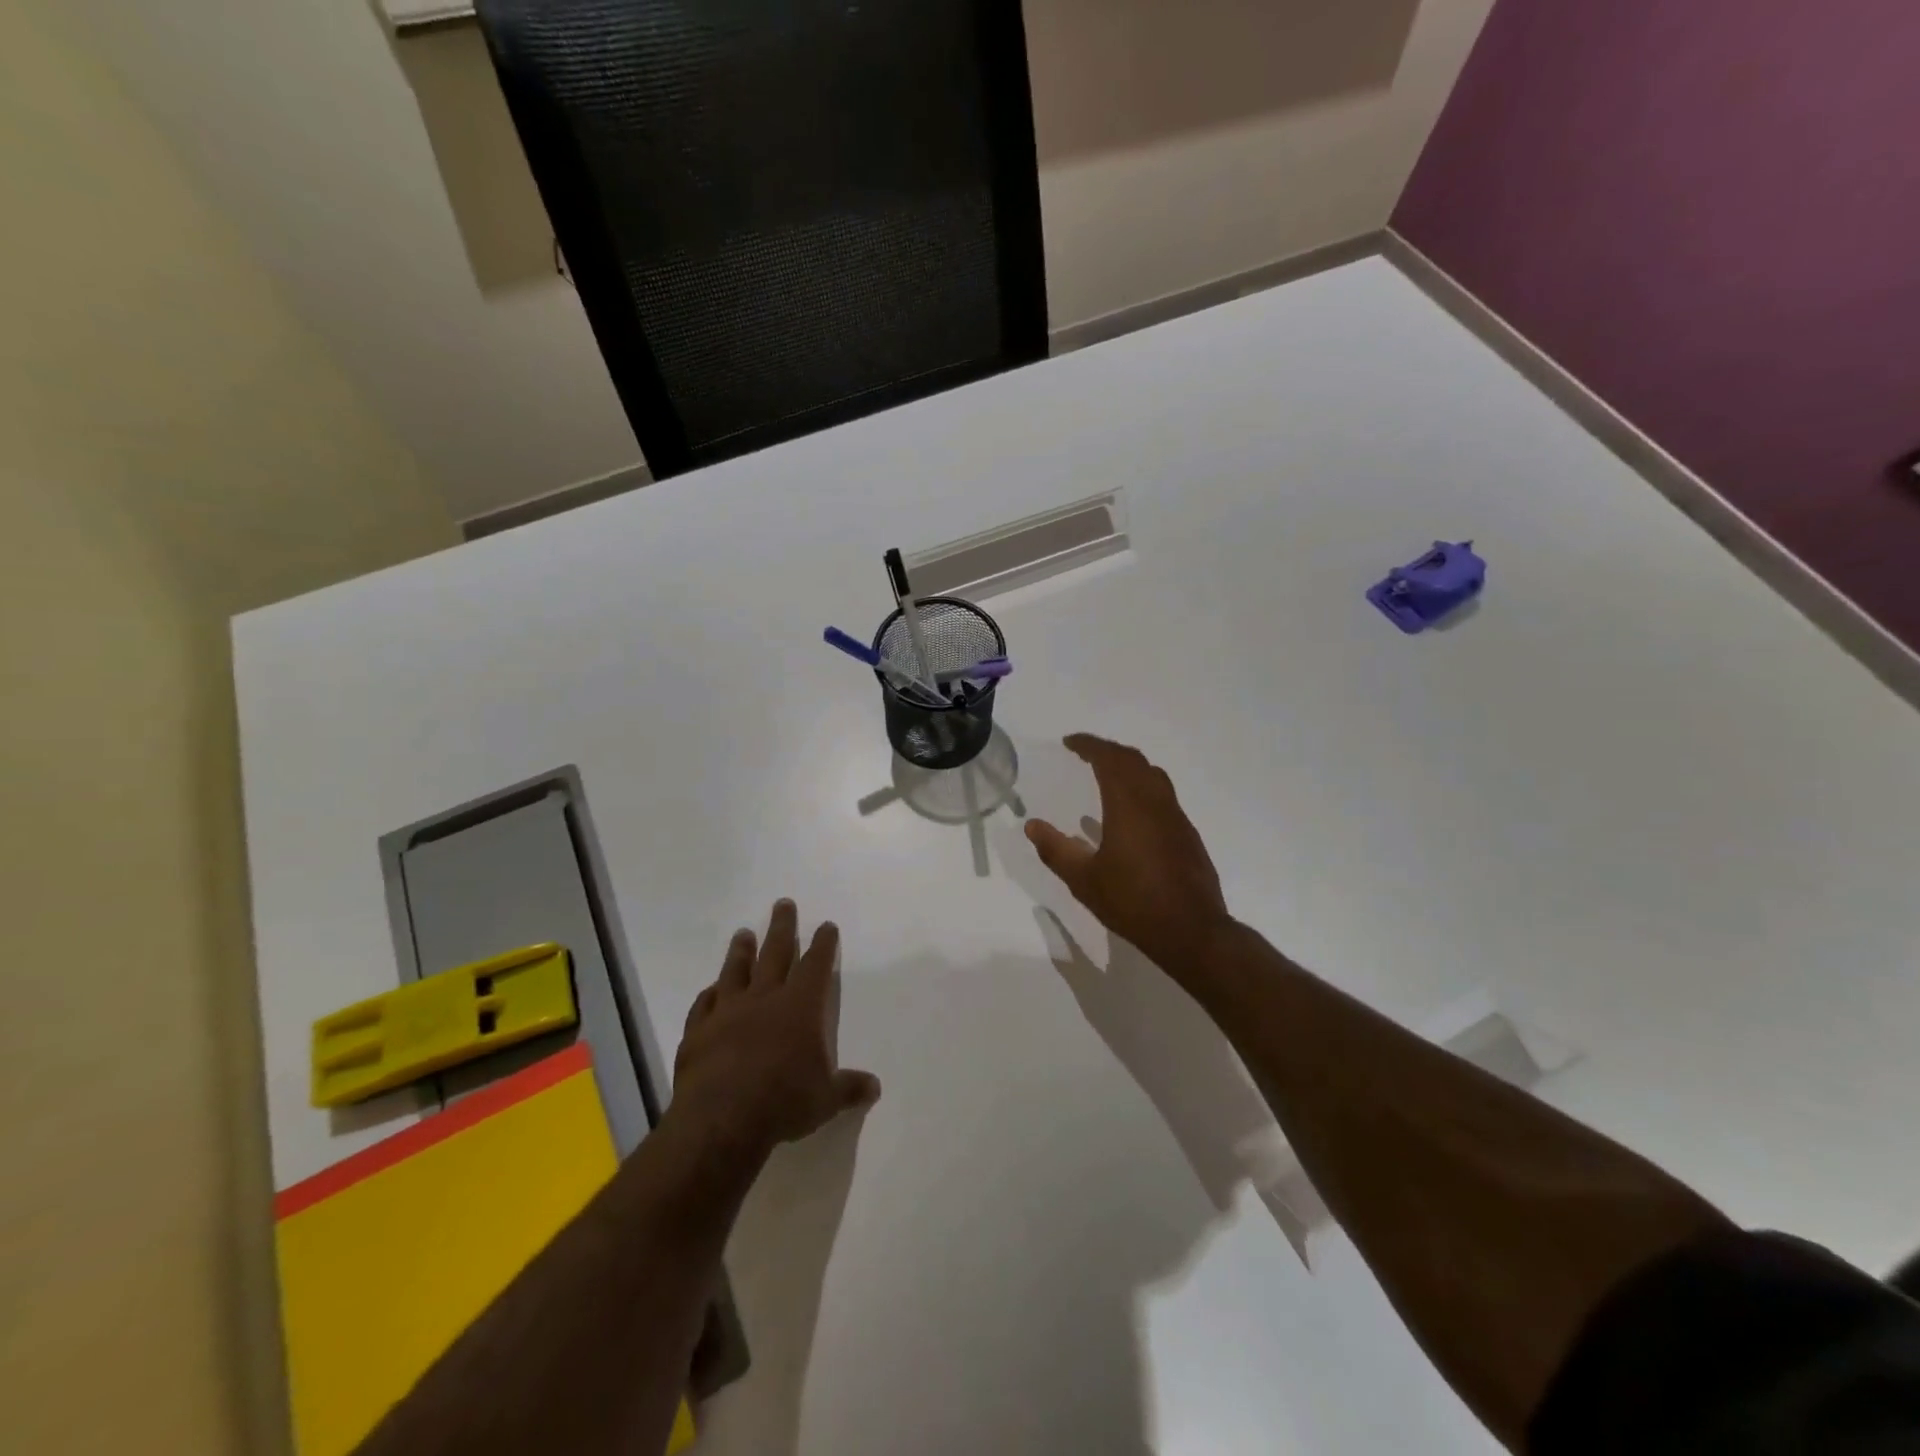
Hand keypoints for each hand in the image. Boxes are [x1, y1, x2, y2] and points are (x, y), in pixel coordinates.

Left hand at [670, 900, 880, 1156]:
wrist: (720, 1120)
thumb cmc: (782, 1103)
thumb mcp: (826, 1100)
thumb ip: (849, 1088)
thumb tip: (875, 1087)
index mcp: (800, 1007)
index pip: (815, 965)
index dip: (823, 944)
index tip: (826, 926)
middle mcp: (764, 999)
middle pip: (775, 953)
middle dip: (782, 927)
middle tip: (783, 903)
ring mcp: (727, 1012)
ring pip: (735, 971)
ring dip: (741, 950)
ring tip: (743, 933)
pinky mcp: (697, 1032)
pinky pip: (703, 1004)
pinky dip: (709, 995)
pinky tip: (710, 990)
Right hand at [1025, 734, 1231, 975]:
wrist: (1191, 931)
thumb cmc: (1132, 902)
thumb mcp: (1084, 880)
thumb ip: (1056, 850)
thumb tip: (1032, 826)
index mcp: (1129, 805)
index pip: (1109, 758)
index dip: (1089, 745)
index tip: (1069, 742)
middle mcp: (1155, 802)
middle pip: (1133, 760)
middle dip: (1108, 751)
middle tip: (1085, 754)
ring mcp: (1176, 817)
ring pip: (1153, 776)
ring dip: (1129, 767)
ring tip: (1107, 776)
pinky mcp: (1187, 835)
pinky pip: (1163, 796)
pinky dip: (1143, 789)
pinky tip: (1130, 815)